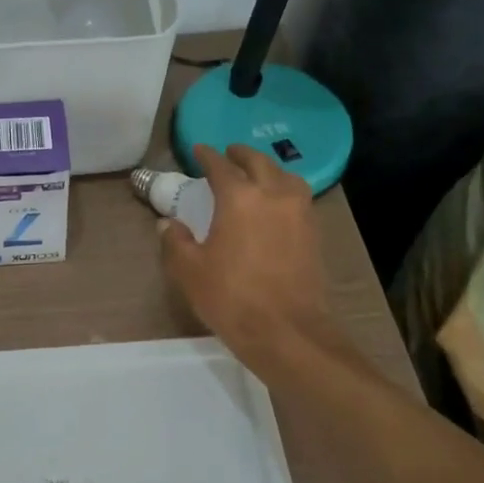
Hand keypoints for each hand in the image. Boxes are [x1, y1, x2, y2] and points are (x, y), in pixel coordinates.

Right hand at [160, 144, 330, 370]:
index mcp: (240, 198)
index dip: (207, 156)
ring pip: (285, 176)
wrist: (287, 332)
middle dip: (241, 155)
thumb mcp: (189, 271)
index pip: (221, 166)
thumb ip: (176, 242)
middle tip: (228, 153)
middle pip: (259, 163)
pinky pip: (298, 198)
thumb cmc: (232, 298)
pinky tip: (275, 204)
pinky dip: (284, 190)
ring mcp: (300, 213)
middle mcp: (273, 195)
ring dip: (268, 169)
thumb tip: (169, 224)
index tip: (199, 150)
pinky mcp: (314, 233)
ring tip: (256, 175)